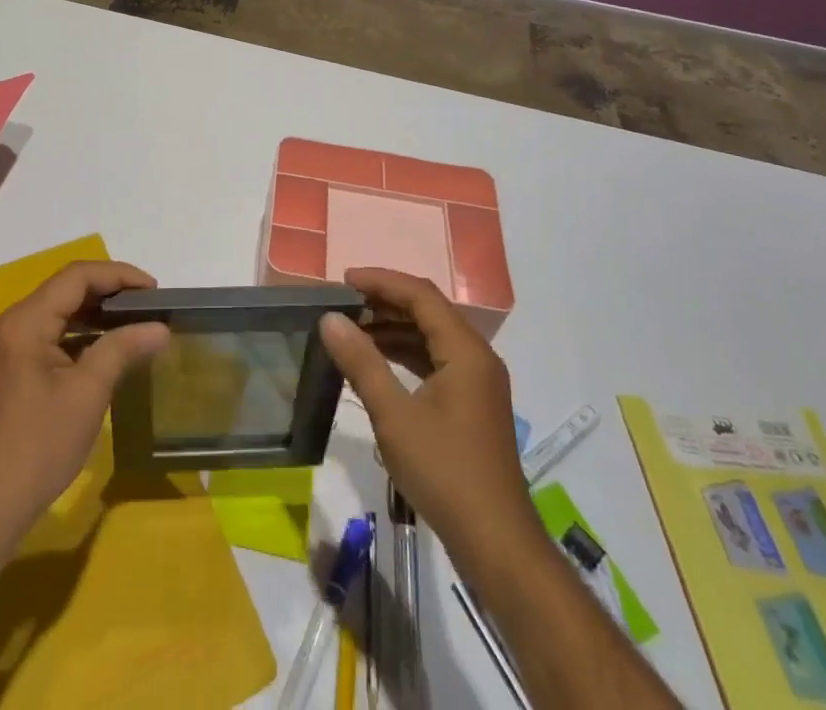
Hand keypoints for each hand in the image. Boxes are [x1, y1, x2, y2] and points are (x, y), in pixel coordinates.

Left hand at [0, 260, 169, 553]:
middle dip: (108, 293)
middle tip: (148, 307)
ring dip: (93, 315)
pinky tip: (102, 350)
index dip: (118, 276)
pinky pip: (44, 335)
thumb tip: (160, 328)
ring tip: (133, 324)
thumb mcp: (87, 394)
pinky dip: (75, 336)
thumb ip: (123, 349)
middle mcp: (5, 325)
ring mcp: (0, 347)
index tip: (154, 290)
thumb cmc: (37, 448)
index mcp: (22, 322)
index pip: (76, 277)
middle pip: (63, 290)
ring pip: (55, 313)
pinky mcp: (2, 369)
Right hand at [319, 267, 539, 570]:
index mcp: (465, 350)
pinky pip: (437, 361)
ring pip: (432, 337)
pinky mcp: (473, 405)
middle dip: (385, 303)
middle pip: (428, 311)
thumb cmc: (444, 471)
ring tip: (353, 330)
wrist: (496, 543)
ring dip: (394, 329)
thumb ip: (361, 362)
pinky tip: (378, 364)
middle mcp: (477, 356)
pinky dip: (407, 355)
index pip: (420, 295)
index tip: (343, 281)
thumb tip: (330, 319)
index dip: (381, 281)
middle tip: (343, 304)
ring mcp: (478, 382)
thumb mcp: (394, 416)